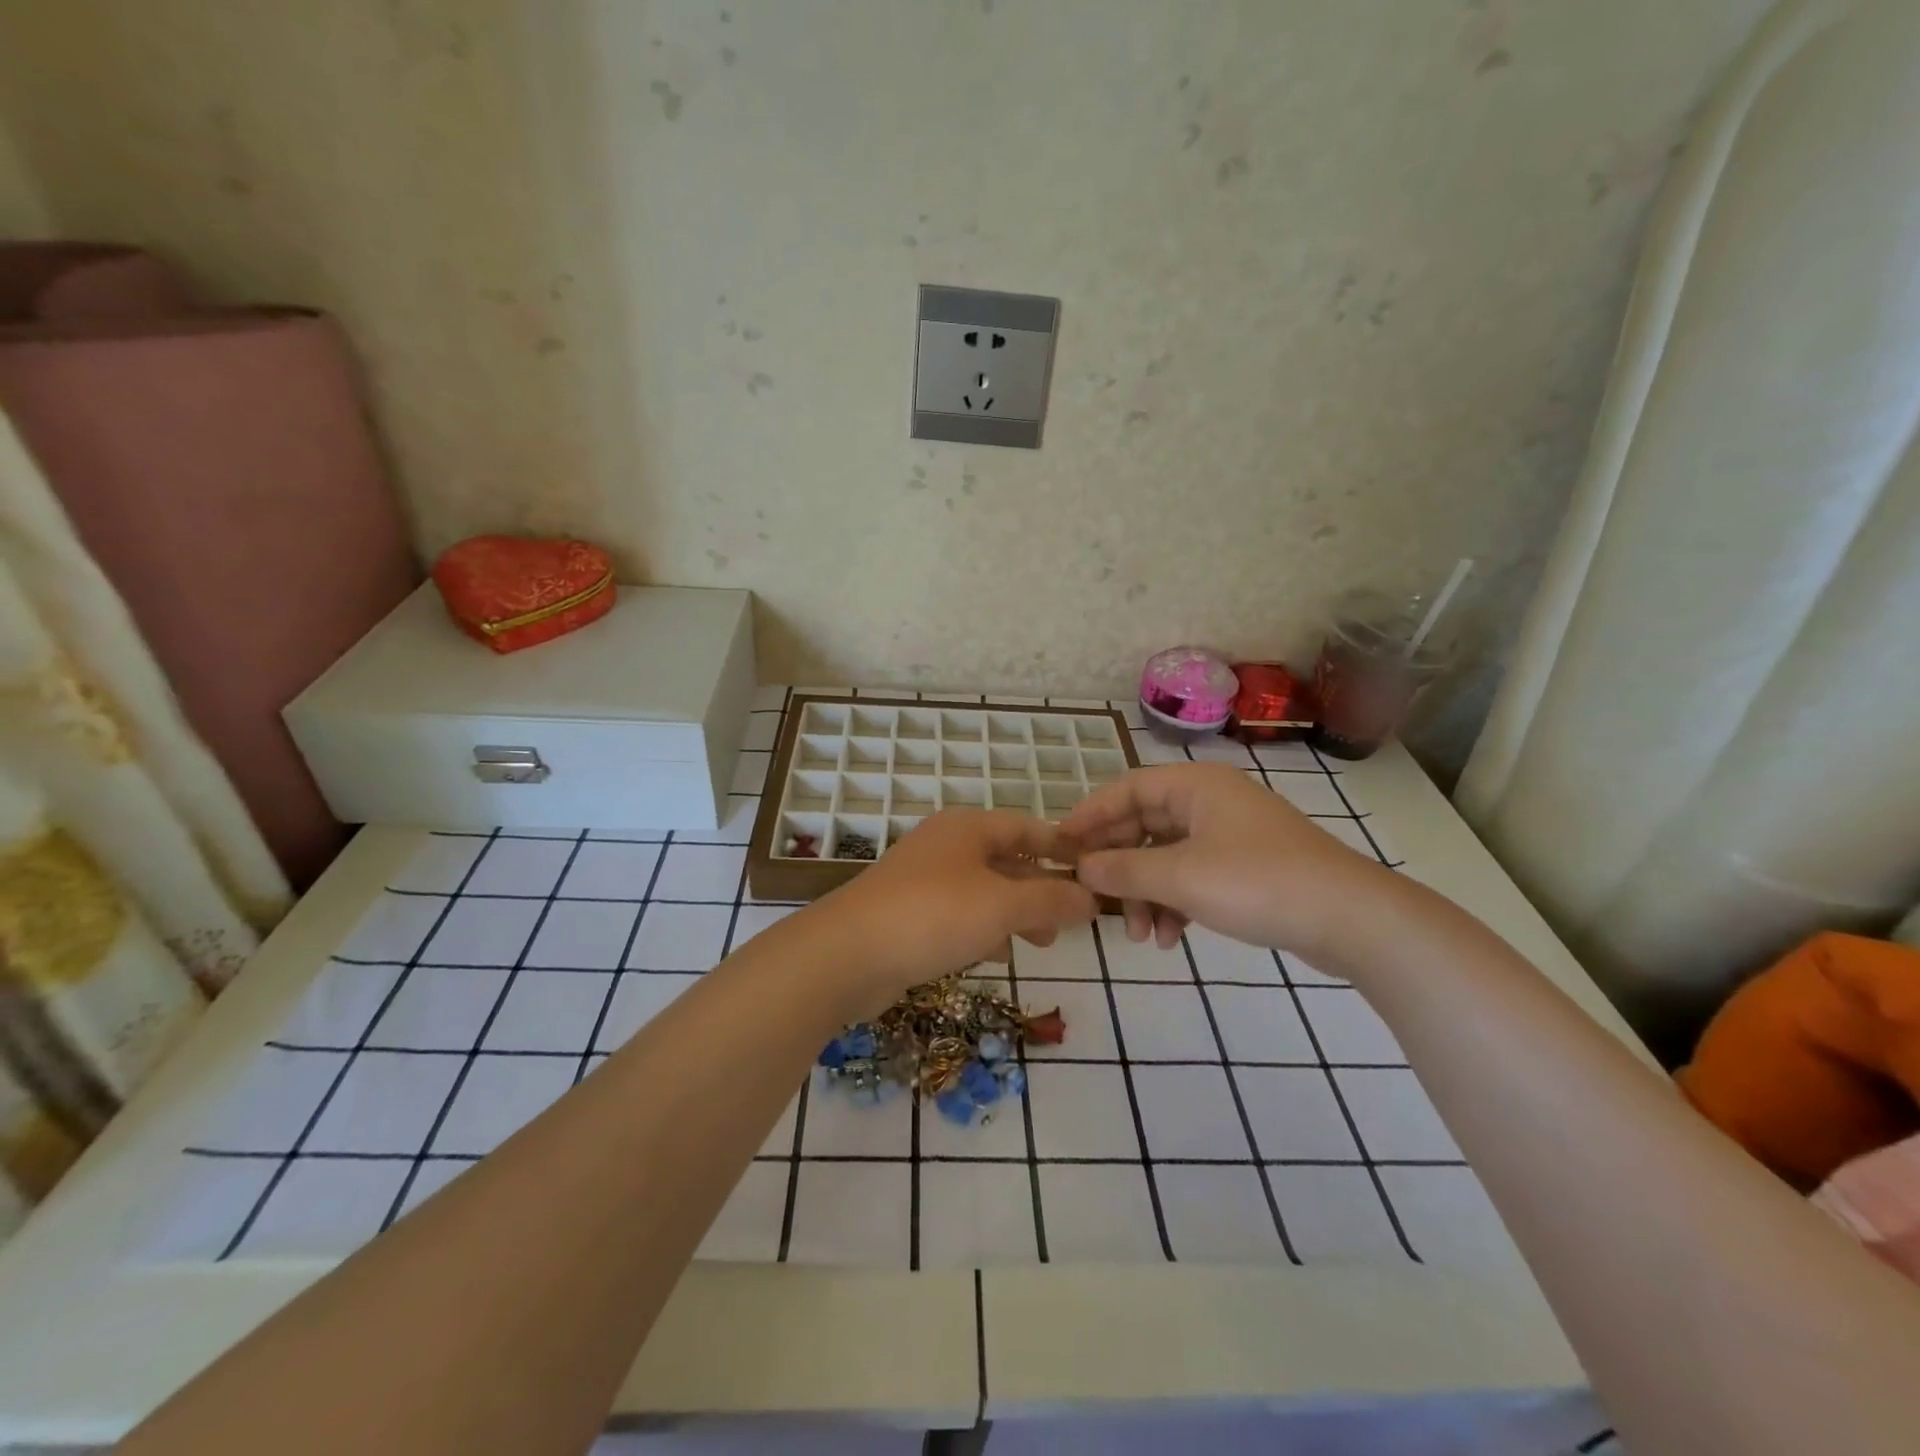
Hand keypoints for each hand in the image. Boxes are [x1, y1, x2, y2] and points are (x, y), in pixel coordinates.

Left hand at [810, 809, 1096, 1010]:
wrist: (847, 954)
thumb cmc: (933, 915)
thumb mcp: (1002, 905)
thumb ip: (1050, 900)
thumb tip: (1091, 898)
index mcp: (968, 828)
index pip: (1028, 827)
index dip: (1063, 847)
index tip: (1094, 870)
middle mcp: (946, 845)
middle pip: (1007, 859)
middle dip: (1041, 888)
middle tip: (1070, 918)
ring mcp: (923, 879)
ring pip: (984, 890)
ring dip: (1015, 912)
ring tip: (1041, 941)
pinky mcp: (908, 913)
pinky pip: (959, 914)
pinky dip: (983, 929)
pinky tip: (996, 954)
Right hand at [1060, 761, 1389, 962]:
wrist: (1351, 919)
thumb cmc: (1258, 883)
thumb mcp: (1181, 877)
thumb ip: (1124, 870)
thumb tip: (1081, 866)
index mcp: (1195, 785)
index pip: (1126, 788)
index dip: (1090, 815)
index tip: (1061, 846)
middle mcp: (1210, 801)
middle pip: (1144, 825)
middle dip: (1120, 867)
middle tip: (1097, 900)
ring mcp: (1230, 834)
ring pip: (1167, 856)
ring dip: (1147, 893)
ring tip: (1142, 935)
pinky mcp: (1246, 867)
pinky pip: (1193, 876)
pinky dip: (1176, 903)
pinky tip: (1171, 938)